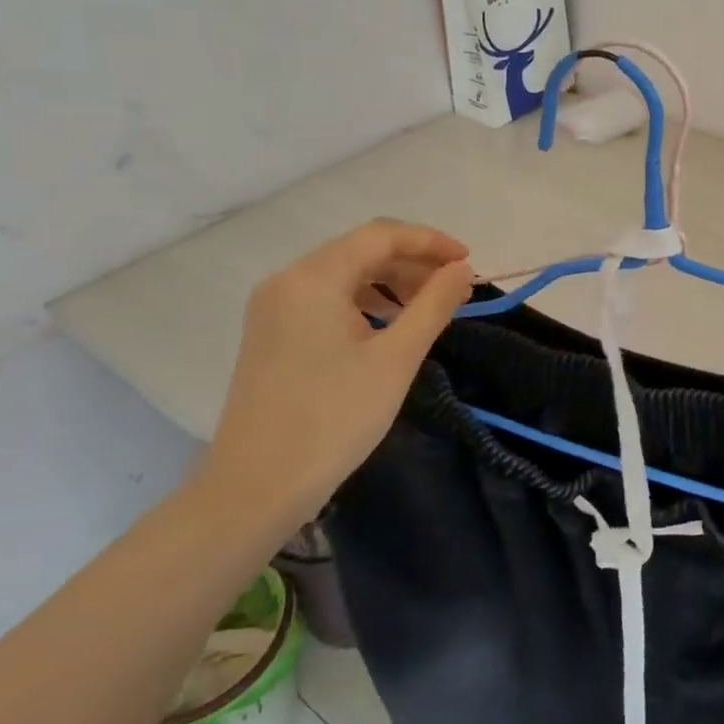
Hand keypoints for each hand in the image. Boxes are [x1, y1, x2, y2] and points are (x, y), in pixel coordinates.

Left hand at [197, 219, 473, 538]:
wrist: (256, 488)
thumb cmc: (333, 418)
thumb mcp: (396, 358)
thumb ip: (433, 305)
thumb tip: (461, 269)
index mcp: (314, 278)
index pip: (381, 235)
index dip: (430, 242)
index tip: (468, 262)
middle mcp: (287, 281)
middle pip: (360, 250)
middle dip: (412, 263)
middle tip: (454, 289)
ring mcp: (274, 308)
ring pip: (344, 275)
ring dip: (390, 283)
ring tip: (428, 309)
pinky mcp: (271, 334)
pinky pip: (326, 299)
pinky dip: (364, 302)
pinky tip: (388, 327)